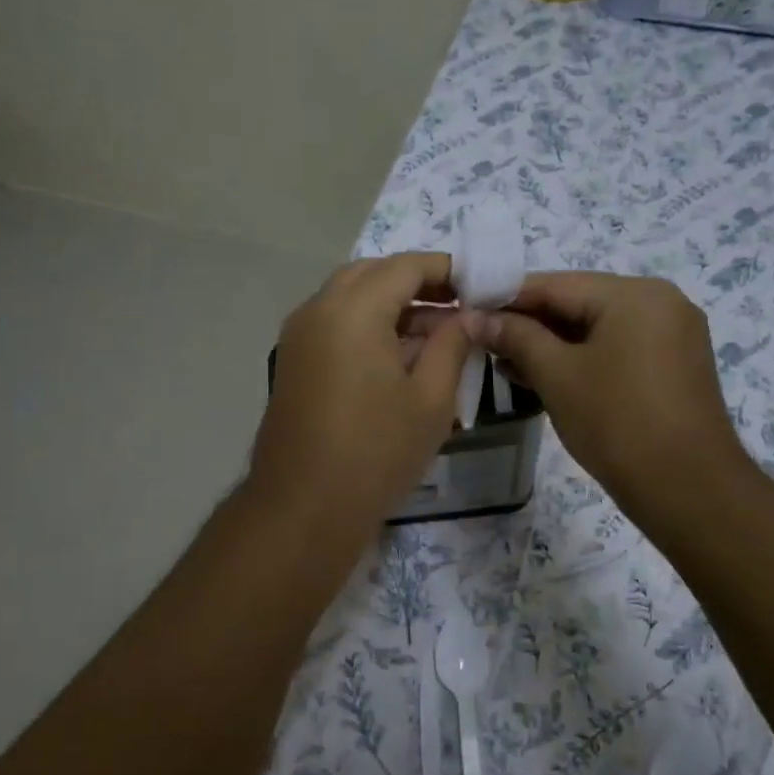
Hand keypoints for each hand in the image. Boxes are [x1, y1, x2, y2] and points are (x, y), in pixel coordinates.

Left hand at [250, 253, 472, 532]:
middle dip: (417, 283)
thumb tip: (469, 316)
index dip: (447, 270)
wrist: (303, 508)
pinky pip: (334, 323)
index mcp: (352, 309)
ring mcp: (298, 335)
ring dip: (391, 305)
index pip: (406, 266)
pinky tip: (398, 357)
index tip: (480, 286)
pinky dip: (367, 325)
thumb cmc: (376, 452)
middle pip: (373, 274)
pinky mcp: (293, 361)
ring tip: (436, 335)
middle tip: (458, 307)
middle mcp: (318, 309)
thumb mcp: (431, 399)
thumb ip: (453, 344)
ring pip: (350, 297)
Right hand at [467, 272, 752, 530]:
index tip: (468, 311)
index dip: (507, 298)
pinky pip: (617, 348)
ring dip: (552, 344)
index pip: (555, 285)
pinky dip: (582, 358)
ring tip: (505, 364)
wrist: (688, 488)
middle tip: (483, 343)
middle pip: (578, 303)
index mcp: (634, 294)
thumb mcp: (556, 375)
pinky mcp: (674, 365)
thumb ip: (515, 337)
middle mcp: (660, 302)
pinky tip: (545, 375)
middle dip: (529, 324)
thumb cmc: (616, 422)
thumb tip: (475, 317)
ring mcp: (672, 334)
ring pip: (597, 328)